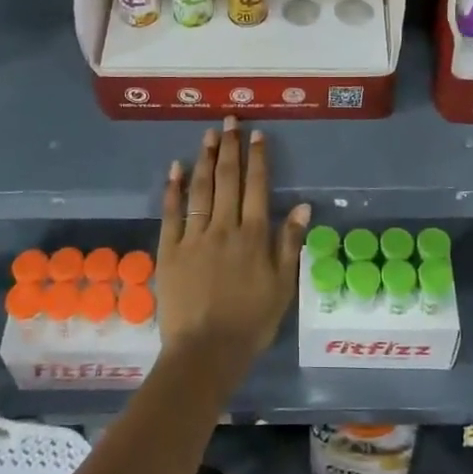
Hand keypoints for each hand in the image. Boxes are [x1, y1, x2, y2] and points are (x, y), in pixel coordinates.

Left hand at [156, 117, 310, 388]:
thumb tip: (302, 206)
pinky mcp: (169, 250)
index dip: (257, 158)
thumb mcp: (282, 287)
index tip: (257, 134)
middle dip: (230, 148)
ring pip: (201, 189)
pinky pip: (172, 213)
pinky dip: (174, 189)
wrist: (205, 352)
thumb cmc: (250, 322)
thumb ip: (290, 244)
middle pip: (227, 179)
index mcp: (253, 235)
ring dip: (205, 159)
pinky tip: (176, 169)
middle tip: (230, 121)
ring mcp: (194, 237)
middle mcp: (224, 227)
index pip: (256, 187)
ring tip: (208, 134)